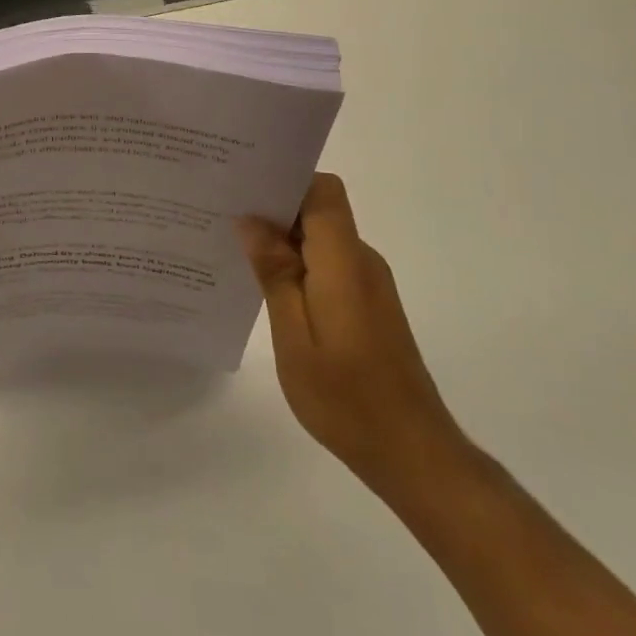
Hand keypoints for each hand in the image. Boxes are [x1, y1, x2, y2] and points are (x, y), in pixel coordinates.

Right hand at [238, 174, 466, 494]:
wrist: (413, 454)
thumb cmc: (347, 397)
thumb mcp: (294, 337)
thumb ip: (275, 273)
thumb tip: (251, 220)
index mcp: (344, 262)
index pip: (322, 191)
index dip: (286, 181)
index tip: (242, 187)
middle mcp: (361, 261)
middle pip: (318, 210)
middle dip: (272, 208)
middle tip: (221, 216)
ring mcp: (368, 283)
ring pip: (320, 238)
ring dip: (281, 239)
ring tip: (234, 251)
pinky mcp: (367, 304)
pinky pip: (327, 264)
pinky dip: (296, 265)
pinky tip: (265, 287)